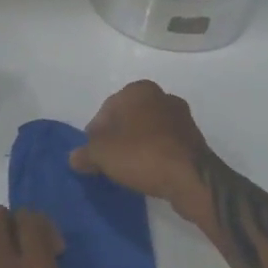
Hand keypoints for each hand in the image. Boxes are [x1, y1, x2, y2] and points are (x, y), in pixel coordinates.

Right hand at [70, 80, 216, 224]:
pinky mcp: (194, 139)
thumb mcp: (102, 155)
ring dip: (137, 146)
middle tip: (108, 161)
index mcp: (138, 90)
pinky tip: (148, 173)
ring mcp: (181, 117)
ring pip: (148, 131)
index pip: (106, 110)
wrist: (191, 178)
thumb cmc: (142, 154)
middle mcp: (161, 96)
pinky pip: (165, 145)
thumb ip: (85, 154)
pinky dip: (155, 155)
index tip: (93, 154)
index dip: (95, 133)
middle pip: (128, 118)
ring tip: (128, 170)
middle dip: (117, 137)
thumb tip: (74, 158)